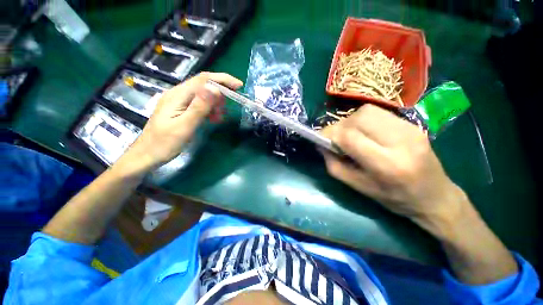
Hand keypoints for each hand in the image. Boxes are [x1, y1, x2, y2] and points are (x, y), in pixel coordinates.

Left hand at [126, 72, 242, 170]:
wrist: (147, 154)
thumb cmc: (165, 143)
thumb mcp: (184, 126)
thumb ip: (199, 107)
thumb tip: (215, 89)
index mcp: (178, 95)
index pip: (203, 79)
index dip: (223, 79)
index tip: (239, 86)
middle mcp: (178, 94)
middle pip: (204, 84)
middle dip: (221, 91)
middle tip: (231, 104)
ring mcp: (179, 101)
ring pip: (203, 94)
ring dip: (216, 103)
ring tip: (220, 117)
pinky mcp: (181, 109)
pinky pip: (199, 104)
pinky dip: (210, 109)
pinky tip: (213, 118)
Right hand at [321, 104, 464, 225]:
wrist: (434, 196)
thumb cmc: (393, 198)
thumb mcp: (358, 187)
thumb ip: (334, 165)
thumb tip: (321, 145)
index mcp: (387, 165)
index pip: (350, 137)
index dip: (329, 134)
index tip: (320, 139)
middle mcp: (400, 142)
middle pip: (358, 119)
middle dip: (339, 126)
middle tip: (334, 138)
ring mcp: (409, 129)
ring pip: (367, 111)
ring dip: (350, 121)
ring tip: (349, 135)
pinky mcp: (412, 123)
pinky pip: (378, 112)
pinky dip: (362, 120)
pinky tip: (364, 132)